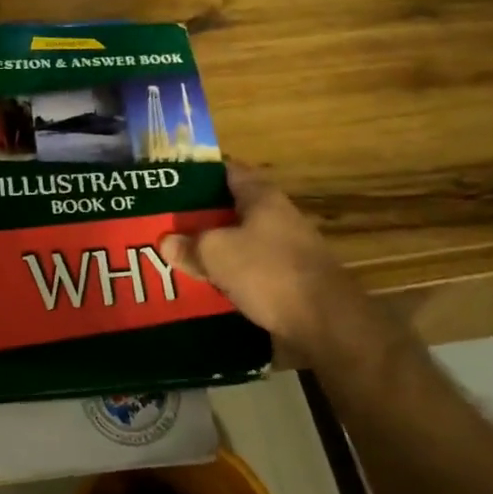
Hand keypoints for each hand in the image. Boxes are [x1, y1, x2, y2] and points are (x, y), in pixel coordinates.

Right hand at [157, 162, 409, 365]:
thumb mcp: (218, 253)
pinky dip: (230, 272)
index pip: (226, 170)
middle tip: (166, 223)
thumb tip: (166, 242)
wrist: (326, 323)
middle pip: (231, 207)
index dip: (198, 174)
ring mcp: (286, 247)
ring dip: (214, 247)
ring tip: (179, 254)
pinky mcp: (289, 278)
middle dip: (201, 215)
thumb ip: (190, 244)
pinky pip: (250, 267)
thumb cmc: (270, 272)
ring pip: (240, 239)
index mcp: (261, 195)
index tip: (169, 183)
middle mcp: (276, 215)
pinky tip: (207, 284)